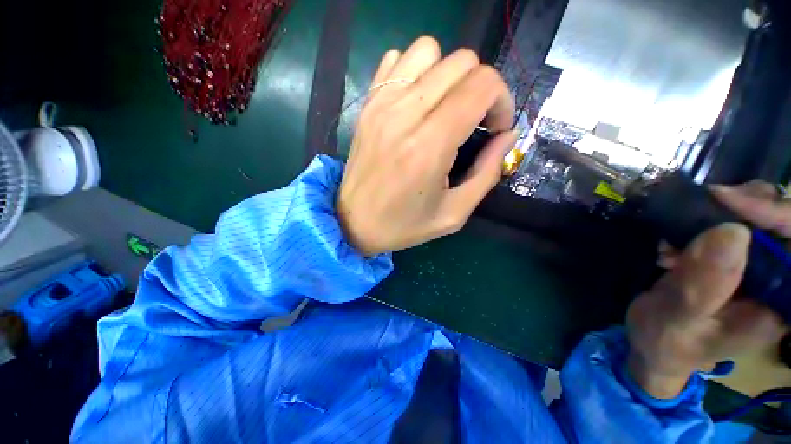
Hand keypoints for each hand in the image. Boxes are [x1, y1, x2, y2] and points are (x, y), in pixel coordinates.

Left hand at [336, 36, 515, 256]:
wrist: (354, 223)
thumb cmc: (403, 225)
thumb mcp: (454, 213)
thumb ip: (487, 173)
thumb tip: (508, 135)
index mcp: (429, 146)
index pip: (482, 85)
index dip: (502, 101)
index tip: (495, 129)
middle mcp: (404, 115)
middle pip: (461, 62)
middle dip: (481, 88)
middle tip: (475, 120)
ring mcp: (381, 105)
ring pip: (428, 50)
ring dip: (448, 75)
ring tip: (446, 108)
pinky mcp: (367, 105)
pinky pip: (396, 61)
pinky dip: (415, 71)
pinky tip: (417, 102)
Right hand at [627, 181, 786, 398]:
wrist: (654, 347)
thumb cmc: (666, 341)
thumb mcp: (678, 318)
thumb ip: (703, 285)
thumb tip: (731, 232)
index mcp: (777, 305)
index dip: (774, 214)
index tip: (725, 200)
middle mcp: (776, 283)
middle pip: (782, 224)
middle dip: (745, 208)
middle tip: (702, 209)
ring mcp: (756, 271)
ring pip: (758, 218)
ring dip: (720, 216)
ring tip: (678, 237)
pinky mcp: (734, 262)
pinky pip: (732, 226)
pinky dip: (703, 223)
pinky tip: (675, 242)